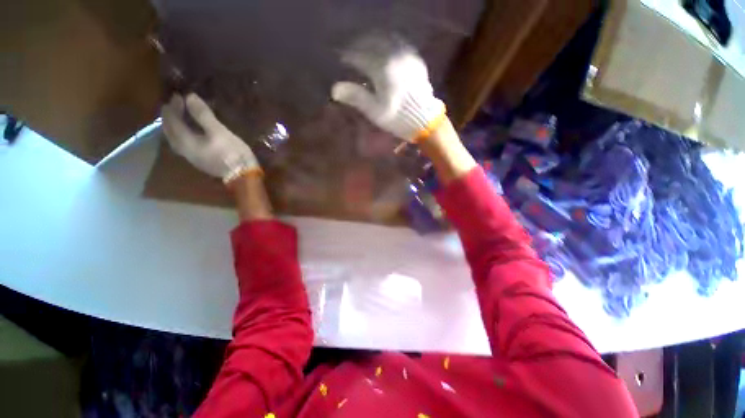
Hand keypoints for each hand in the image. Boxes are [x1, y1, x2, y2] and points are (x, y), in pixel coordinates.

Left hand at [161, 93, 260, 184]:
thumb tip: (189, 97)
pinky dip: (181, 136)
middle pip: (169, 131)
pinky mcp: (201, 162)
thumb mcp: (220, 132)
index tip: (178, 95)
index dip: (174, 107)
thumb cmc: (232, 153)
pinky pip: (183, 145)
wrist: (243, 176)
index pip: (173, 121)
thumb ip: (203, 115)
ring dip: (174, 127)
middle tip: (173, 105)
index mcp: (186, 141)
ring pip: (175, 140)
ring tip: (178, 118)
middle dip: (169, 117)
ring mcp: (192, 158)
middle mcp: (184, 150)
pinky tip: (188, 134)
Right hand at [331, 36, 445, 142]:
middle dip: (359, 46)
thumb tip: (335, 89)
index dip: (348, 57)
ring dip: (373, 41)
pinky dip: (388, 43)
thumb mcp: (375, 111)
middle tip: (352, 52)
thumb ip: (356, 96)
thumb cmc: (397, 117)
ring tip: (366, 48)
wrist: (423, 119)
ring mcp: (406, 56)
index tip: (341, 60)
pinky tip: (385, 49)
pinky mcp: (415, 59)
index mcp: (382, 69)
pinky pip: (399, 44)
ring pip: (386, 39)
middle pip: (372, 43)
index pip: (360, 56)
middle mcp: (394, 56)